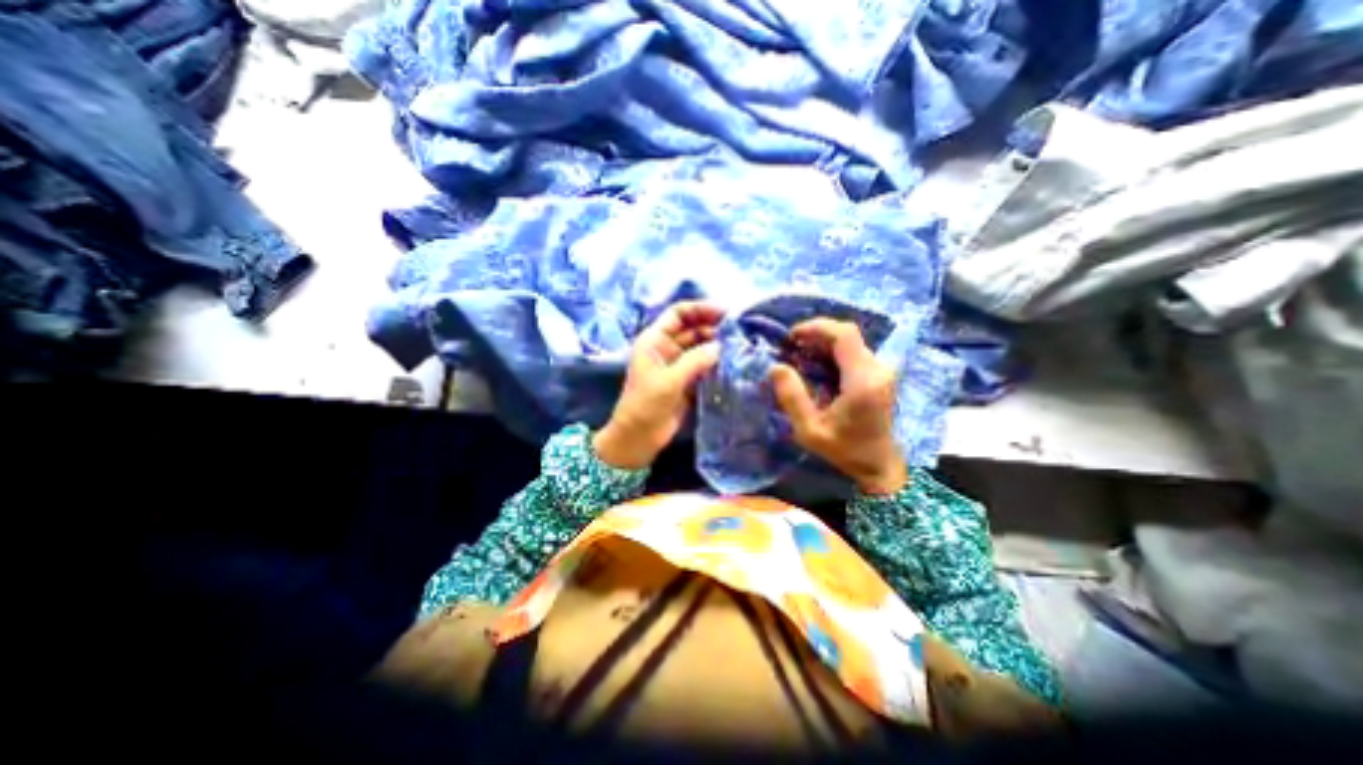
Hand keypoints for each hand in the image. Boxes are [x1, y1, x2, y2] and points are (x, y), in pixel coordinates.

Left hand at [596, 298, 724, 470]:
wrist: (638, 438)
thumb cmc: (645, 405)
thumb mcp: (668, 381)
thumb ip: (694, 361)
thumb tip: (720, 347)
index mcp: (655, 340)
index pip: (678, 313)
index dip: (700, 308)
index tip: (725, 312)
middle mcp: (666, 348)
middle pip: (692, 328)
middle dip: (713, 327)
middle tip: (739, 332)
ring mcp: (677, 365)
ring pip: (700, 347)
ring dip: (717, 346)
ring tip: (739, 347)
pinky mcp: (686, 381)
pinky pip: (704, 366)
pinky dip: (716, 363)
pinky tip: (732, 364)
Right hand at [766, 316, 903, 493]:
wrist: (879, 465)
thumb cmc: (844, 450)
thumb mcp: (809, 430)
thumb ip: (792, 398)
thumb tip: (776, 367)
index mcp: (862, 380)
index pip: (843, 335)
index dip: (816, 327)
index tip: (792, 336)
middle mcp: (877, 369)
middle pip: (847, 334)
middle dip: (816, 334)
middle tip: (792, 346)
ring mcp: (882, 371)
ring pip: (851, 341)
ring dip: (823, 342)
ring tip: (800, 354)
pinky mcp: (880, 375)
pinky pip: (854, 352)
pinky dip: (832, 351)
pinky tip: (816, 363)